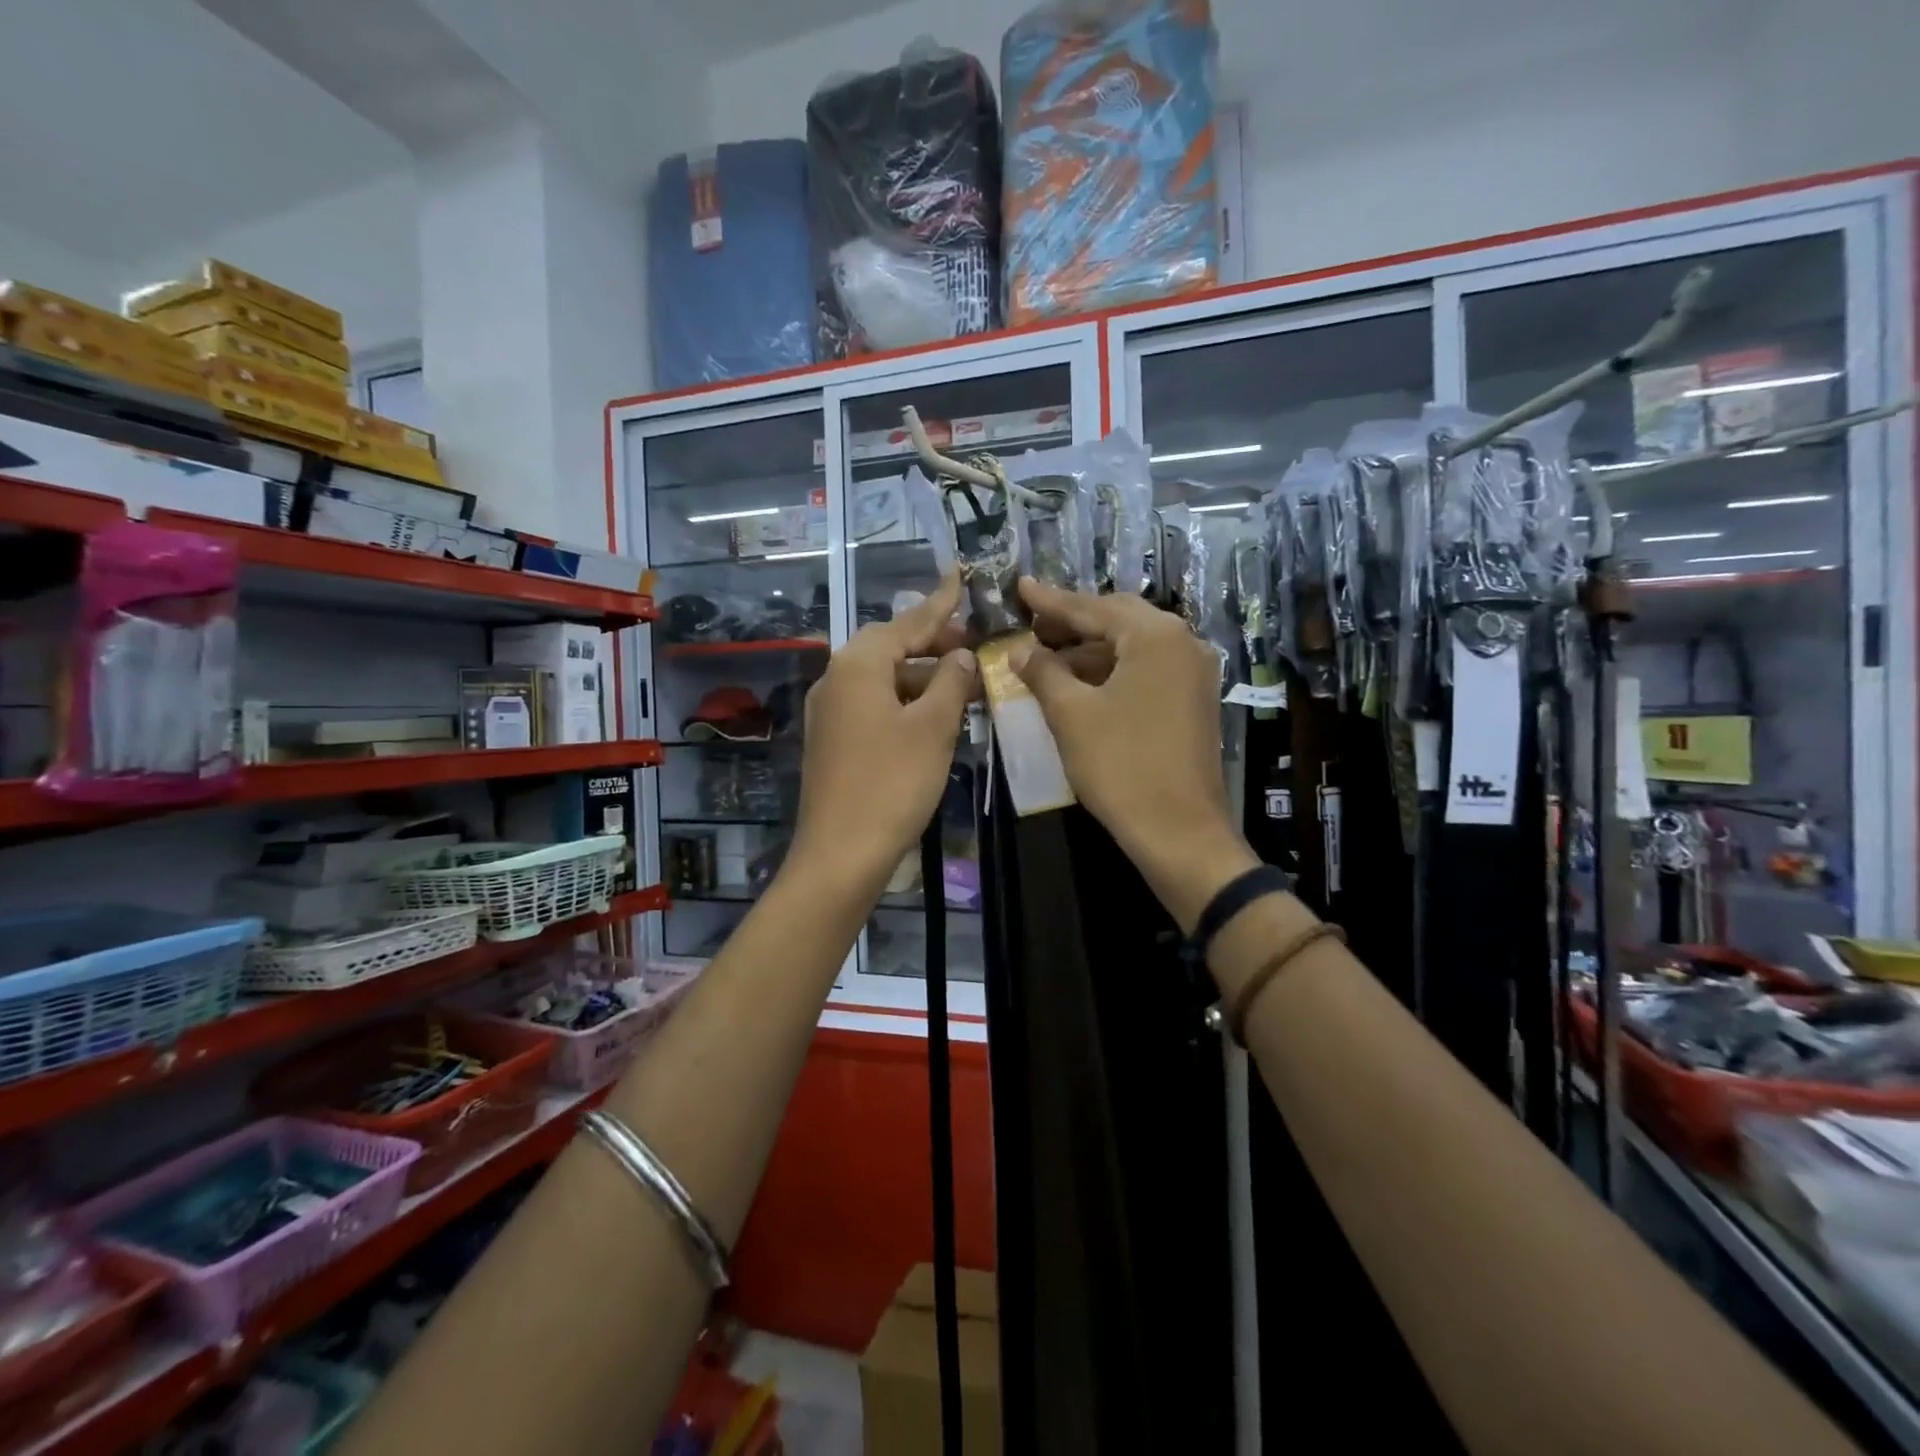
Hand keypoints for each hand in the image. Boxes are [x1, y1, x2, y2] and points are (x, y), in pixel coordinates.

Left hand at [792, 570, 976, 890]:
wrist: (841, 853)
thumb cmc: (892, 783)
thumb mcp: (933, 728)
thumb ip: (950, 682)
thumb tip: (961, 655)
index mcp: (857, 665)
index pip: (907, 622)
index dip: (940, 603)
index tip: (959, 575)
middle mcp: (836, 679)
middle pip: (890, 647)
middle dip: (931, 643)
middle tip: (971, 644)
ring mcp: (830, 712)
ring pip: (882, 678)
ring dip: (921, 676)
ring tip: (961, 681)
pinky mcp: (832, 740)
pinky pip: (873, 704)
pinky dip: (904, 701)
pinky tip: (932, 715)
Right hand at [1013, 577, 1256, 931]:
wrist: (1179, 831)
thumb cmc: (1121, 766)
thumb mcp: (1071, 715)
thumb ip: (1043, 672)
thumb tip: (1020, 650)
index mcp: (1155, 636)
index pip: (1093, 607)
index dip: (1051, 601)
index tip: (1020, 587)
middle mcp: (1183, 643)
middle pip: (1118, 619)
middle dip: (1073, 621)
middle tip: (1031, 622)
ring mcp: (1194, 672)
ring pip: (1133, 646)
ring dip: (1090, 649)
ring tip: (1046, 656)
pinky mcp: (1194, 700)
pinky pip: (1147, 669)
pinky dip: (1112, 670)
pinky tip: (1079, 683)